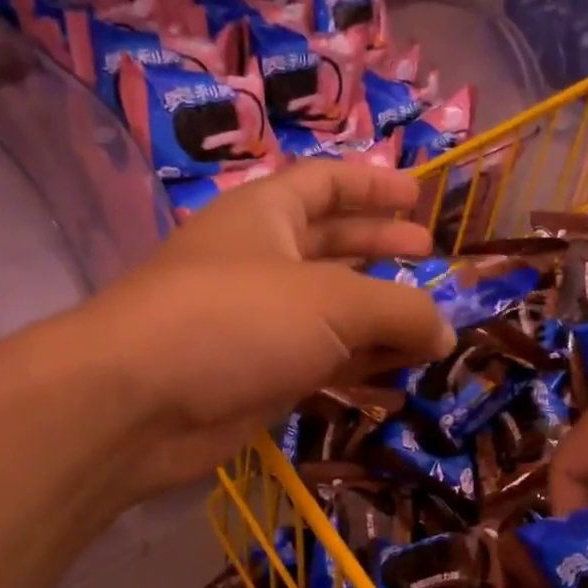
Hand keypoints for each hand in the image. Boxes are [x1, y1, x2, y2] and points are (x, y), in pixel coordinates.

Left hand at [80, 162, 455, 495]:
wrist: (141, 403)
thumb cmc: (237, 320)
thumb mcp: (332, 302)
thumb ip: (401, 311)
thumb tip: (446, 333)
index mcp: (266, 215)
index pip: (325, 184)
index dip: (373, 185)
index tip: (419, 197)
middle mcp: (260, 262)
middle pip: (332, 246)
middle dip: (381, 250)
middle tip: (430, 258)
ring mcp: (256, 323)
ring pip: (329, 313)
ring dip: (378, 320)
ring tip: (430, 330)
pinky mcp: (257, 377)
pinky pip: (320, 365)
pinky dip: (358, 370)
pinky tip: (396, 382)